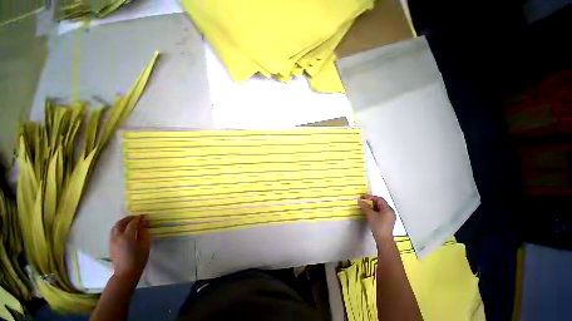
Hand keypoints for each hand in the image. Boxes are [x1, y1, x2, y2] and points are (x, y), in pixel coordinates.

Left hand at [110, 215, 150, 283]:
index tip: (144, 216)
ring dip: (122, 223)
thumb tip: (143, 223)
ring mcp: (112, 241)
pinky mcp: (110, 245)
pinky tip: (125, 231)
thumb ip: (144, 232)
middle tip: (136, 217)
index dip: (138, 218)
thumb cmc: (138, 258)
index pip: (132, 223)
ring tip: (130, 223)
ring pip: (115, 227)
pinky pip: (113, 232)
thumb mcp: (145, 244)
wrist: (126, 272)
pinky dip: (119, 228)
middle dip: (128, 218)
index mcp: (127, 236)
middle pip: (120, 223)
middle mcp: (117, 236)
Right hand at [358, 195, 395, 243]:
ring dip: (372, 206)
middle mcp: (390, 211)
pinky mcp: (387, 221)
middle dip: (371, 201)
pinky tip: (370, 213)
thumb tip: (360, 200)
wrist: (383, 239)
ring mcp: (390, 217)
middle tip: (363, 202)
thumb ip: (365, 206)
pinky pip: (381, 212)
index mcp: (388, 209)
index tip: (362, 198)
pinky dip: (375, 210)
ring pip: (380, 208)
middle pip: (380, 203)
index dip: (370, 197)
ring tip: (365, 207)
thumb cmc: (378, 225)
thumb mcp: (370, 214)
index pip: (379, 199)